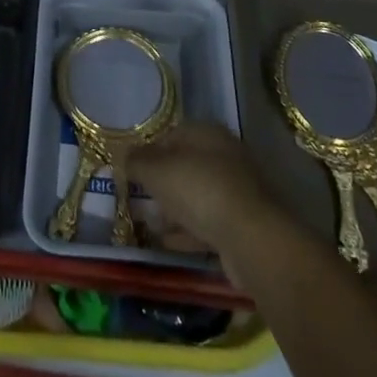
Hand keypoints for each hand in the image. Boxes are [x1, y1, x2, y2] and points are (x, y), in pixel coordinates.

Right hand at [115, 122, 282, 259]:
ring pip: (196, 196)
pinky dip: (187, 231)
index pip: (172, 134)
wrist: (251, 239)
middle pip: (185, 166)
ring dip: (173, 210)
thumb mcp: (156, 171)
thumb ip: (137, 161)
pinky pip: (207, 224)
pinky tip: (167, 243)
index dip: (149, 151)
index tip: (132, 171)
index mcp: (208, 134)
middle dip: (160, 183)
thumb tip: (125, 155)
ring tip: (148, 223)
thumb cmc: (199, 190)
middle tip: (138, 198)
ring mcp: (237, 192)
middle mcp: (226, 156)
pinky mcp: (242, 225)